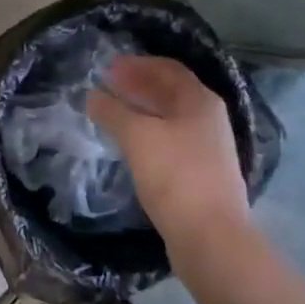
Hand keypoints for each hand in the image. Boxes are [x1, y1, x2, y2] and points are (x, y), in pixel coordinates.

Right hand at [87, 55, 249, 254]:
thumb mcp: (137, 136)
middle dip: (138, 85)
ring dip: (141, 110)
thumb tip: (92, 95)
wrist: (211, 239)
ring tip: (112, 112)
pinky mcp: (201, 174)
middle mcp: (209, 119)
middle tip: (107, 85)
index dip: (137, 64)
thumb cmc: (175, 176)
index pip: (168, 68)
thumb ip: (112, 111)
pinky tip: (129, 143)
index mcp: (200, 101)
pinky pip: (170, 140)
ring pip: (170, 117)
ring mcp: (208, 148)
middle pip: (171, 92)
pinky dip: (148, 133)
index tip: (108, 67)